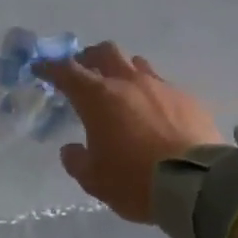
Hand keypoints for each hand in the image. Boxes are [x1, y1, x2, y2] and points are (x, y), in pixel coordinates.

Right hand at [34, 41, 223, 222]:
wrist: (196, 185)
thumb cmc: (135, 181)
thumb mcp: (95, 180)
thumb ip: (77, 161)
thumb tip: (71, 149)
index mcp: (99, 98)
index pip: (68, 72)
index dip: (51, 68)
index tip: (41, 68)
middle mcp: (129, 83)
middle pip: (106, 52)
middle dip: (90, 58)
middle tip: (85, 72)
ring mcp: (161, 87)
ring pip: (137, 64)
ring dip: (123, 71)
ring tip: (122, 91)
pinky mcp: (188, 98)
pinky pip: (163, 86)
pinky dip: (151, 93)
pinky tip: (155, 114)